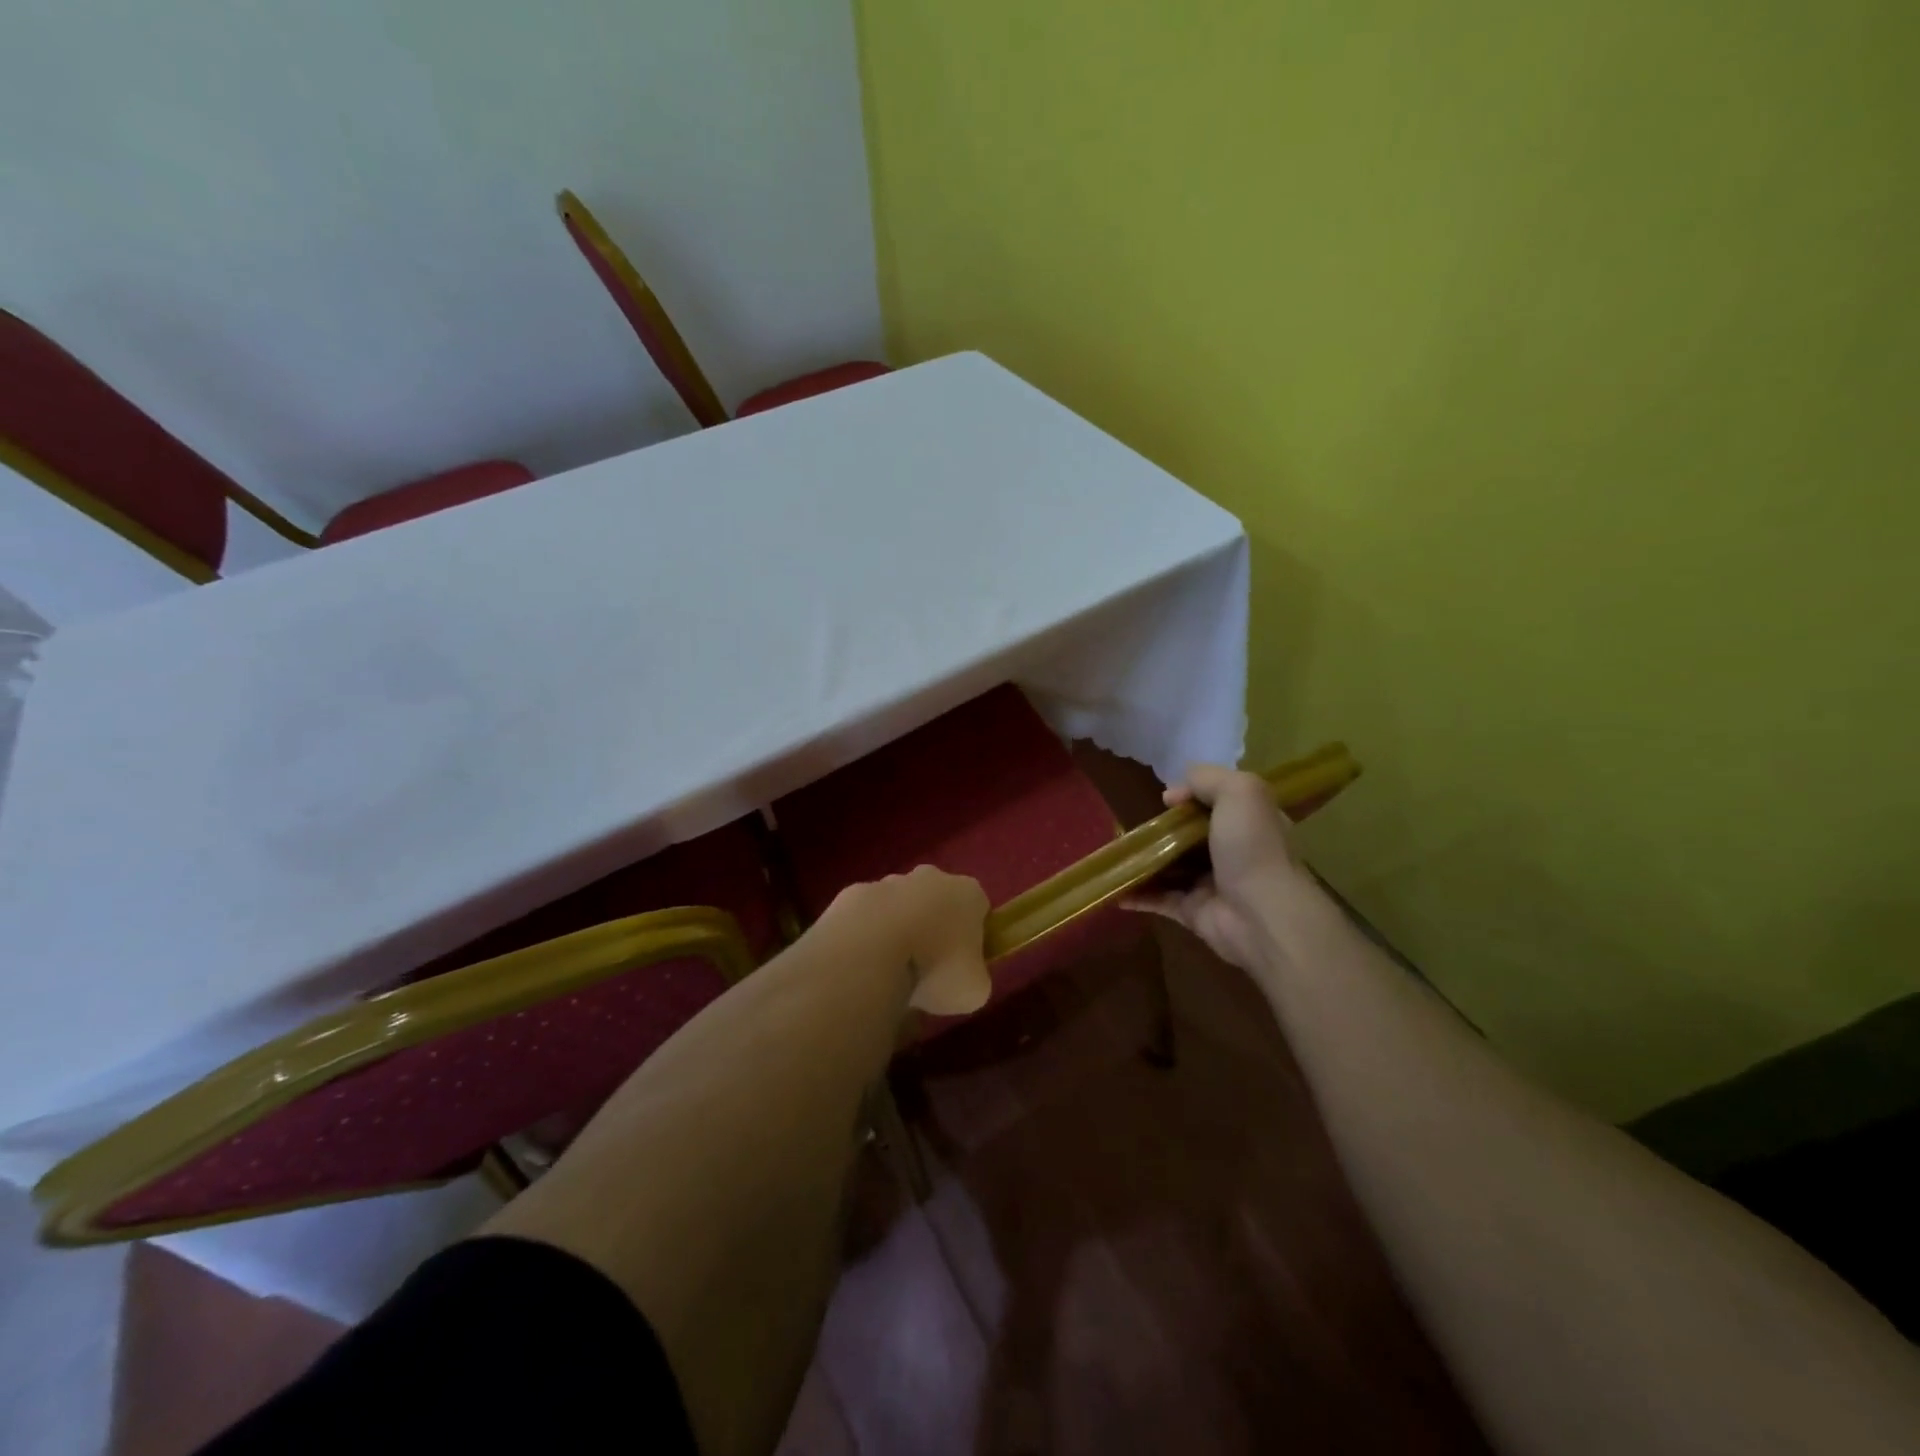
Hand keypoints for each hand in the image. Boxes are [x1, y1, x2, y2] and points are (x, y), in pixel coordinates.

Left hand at [824, 865, 992, 1015]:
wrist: (871, 952)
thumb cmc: (936, 968)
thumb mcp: (974, 990)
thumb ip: (974, 977)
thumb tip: (963, 978)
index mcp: (968, 893)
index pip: (978, 909)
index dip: (973, 937)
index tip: (963, 964)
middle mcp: (931, 877)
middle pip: (937, 900)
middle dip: (933, 927)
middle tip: (926, 967)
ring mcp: (888, 882)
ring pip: (899, 905)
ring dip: (897, 930)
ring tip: (889, 970)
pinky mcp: (853, 893)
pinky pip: (865, 916)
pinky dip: (865, 935)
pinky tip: (862, 963)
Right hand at [1125, 764, 1311, 972]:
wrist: (1261, 914)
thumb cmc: (1252, 847)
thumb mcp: (1240, 792)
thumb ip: (1207, 778)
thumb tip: (1173, 793)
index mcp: (1249, 822)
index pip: (1218, 803)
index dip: (1192, 796)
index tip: (1167, 799)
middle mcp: (1232, 851)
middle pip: (1190, 835)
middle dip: (1161, 829)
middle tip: (1132, 826)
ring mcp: (1211, 883)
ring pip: (1171, 866)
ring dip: (1144, 860)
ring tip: (1114, 853)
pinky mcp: (1192, 911)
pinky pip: (1158, 899)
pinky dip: (1136, 893)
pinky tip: (1113, 887)